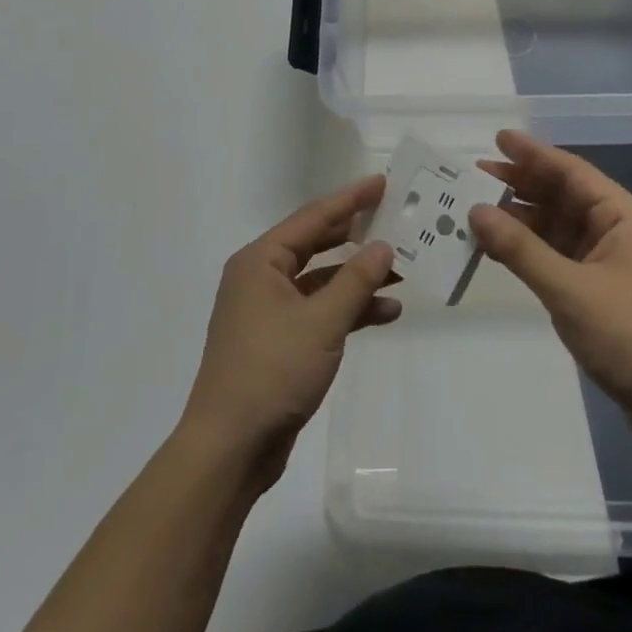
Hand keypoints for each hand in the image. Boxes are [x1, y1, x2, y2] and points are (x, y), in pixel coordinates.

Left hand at [180, 175, 397, 486]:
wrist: (230, 449)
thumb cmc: (272, 371)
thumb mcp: (322, 321)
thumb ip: (356, 280)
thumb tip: (383, 245)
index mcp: (261, 261)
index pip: (313, 217)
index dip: (350, 199)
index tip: (382, 182)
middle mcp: (261, 278)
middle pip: (317, 245)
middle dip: (357, 236)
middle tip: (395, 219)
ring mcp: (268, 312)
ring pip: (321, 281)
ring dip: (358, 278)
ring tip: (402, 271)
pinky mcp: (279, 342)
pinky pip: (319, 311)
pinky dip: (349, 310)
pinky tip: (385, 313)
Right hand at [470, 131, 631, 439]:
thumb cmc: (630, 336)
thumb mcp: (569, 289)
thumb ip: (521, 249)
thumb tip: (476, 211)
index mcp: (622, 216)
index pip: (571, 172)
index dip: (533, 154)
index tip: (498, 138)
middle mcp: (616, 230)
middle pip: (562, 196)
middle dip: (521, 185)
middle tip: (475, 174)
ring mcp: (608, 261)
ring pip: (557, 227)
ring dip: (520, 219)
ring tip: (476, 209)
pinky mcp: (599, 289)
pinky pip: (557, 256)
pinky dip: (529, 250)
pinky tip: (498, 248)